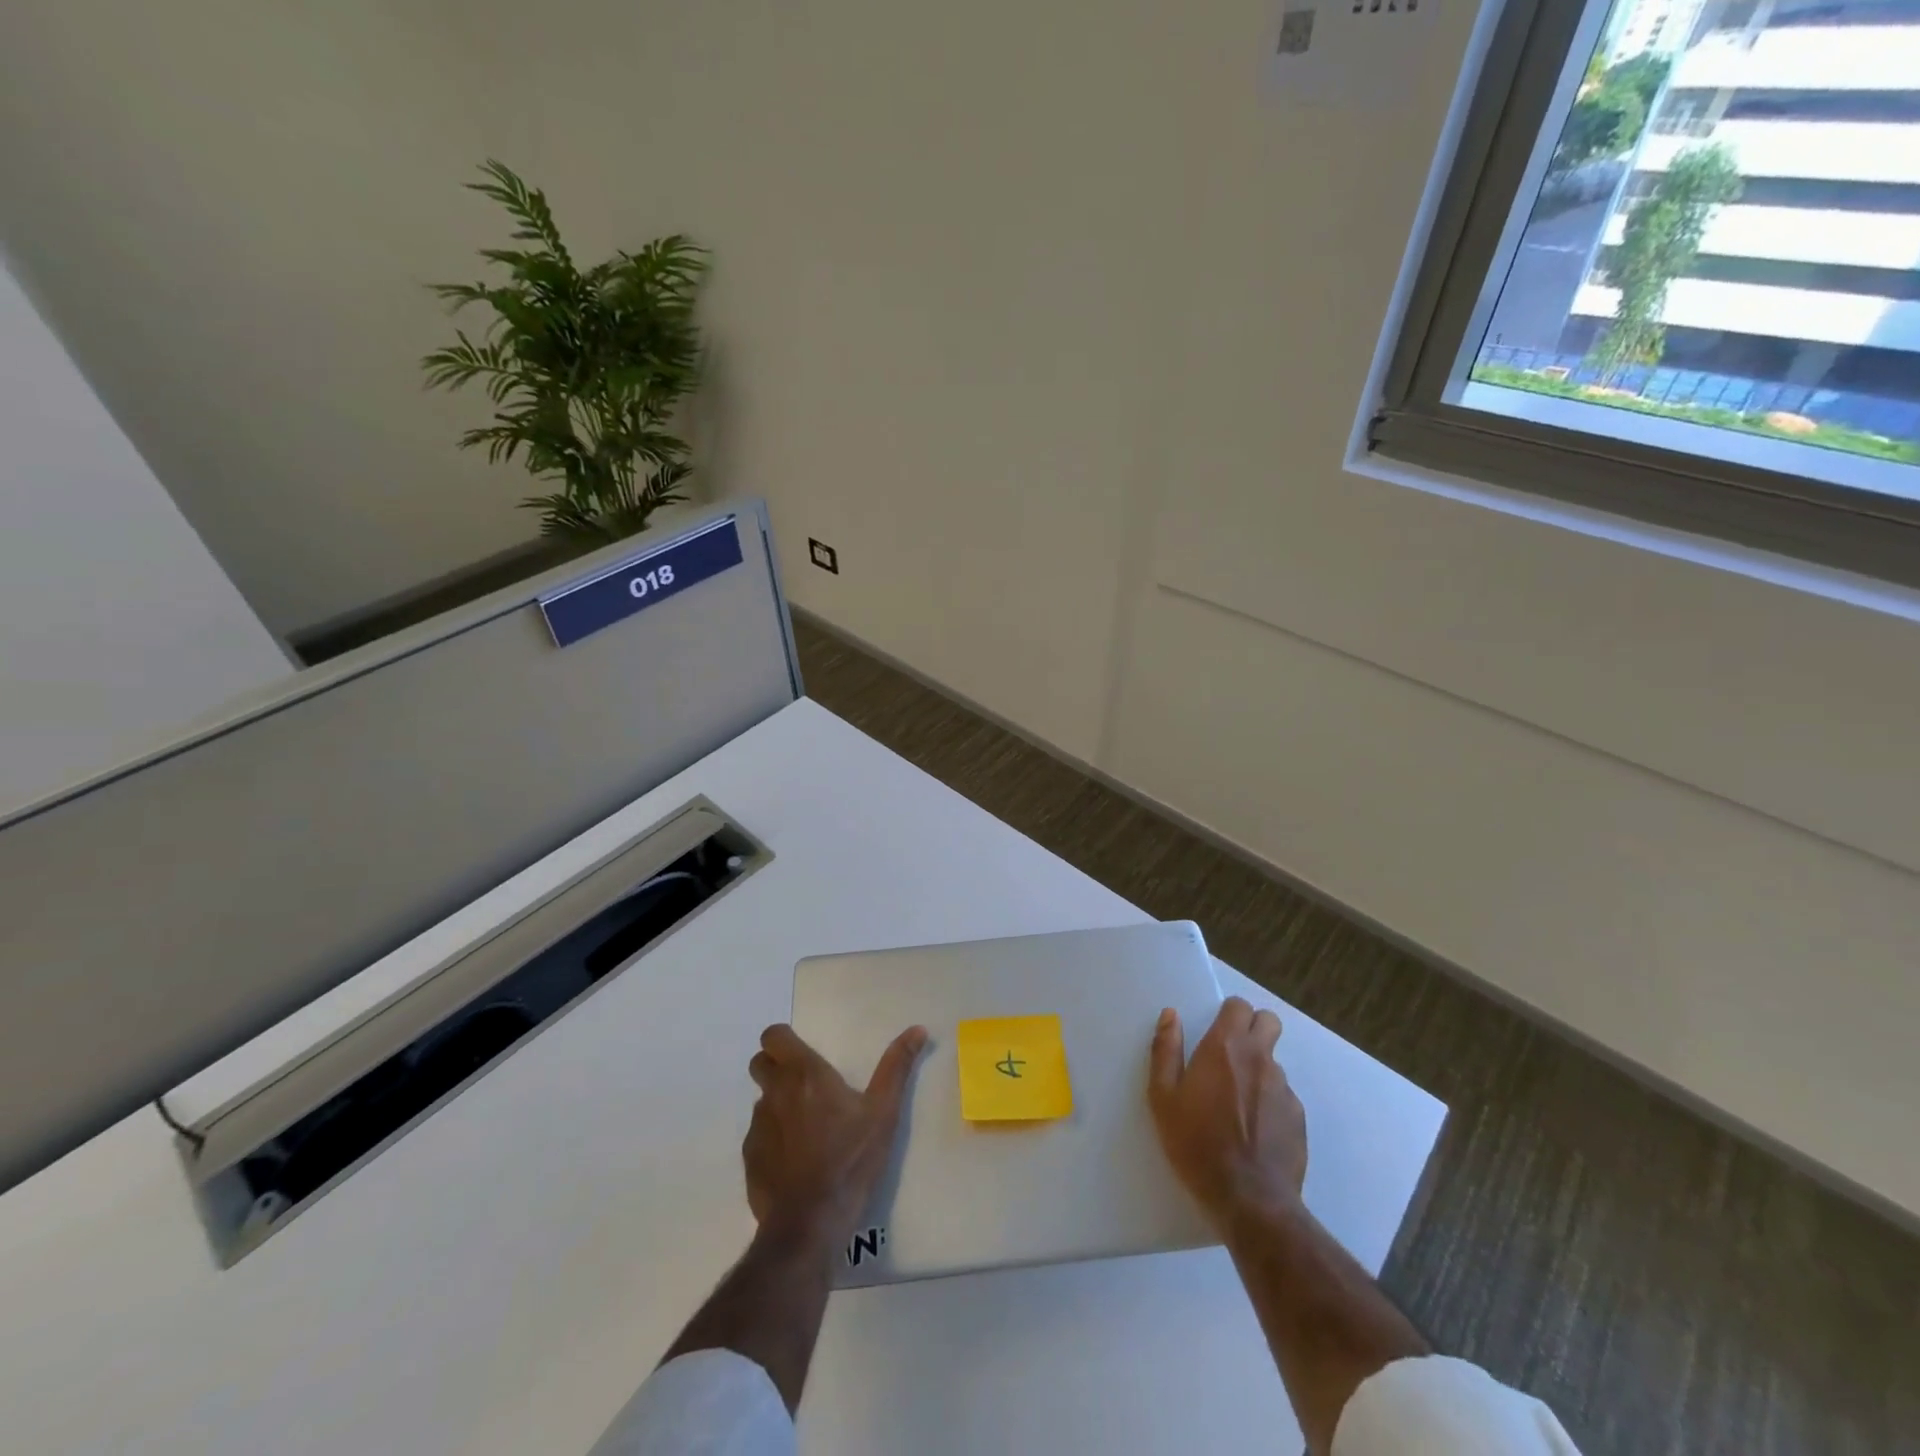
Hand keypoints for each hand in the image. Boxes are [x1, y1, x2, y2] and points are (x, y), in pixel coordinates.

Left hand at [744, 1022, 927, 1250]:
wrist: (811, 1223)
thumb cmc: (850, 1159)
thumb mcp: (883, 1111)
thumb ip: (897, 1066)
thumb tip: (917, 1029)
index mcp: (804, 1074)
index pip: (773, 1036)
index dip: (783, 1040)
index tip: (802, 1052)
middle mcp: (775, 1093)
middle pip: (760, 1063)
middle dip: (775, 1066)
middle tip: (805, 1084)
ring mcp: (758, 1127)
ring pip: (761, 1100)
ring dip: (778, 1103)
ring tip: (806, 1127)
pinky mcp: (750, 1159)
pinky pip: (759, 1135)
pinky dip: (774, 1138)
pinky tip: (796, 1160)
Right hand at [1148, 997, 1307, 1230]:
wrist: (1249, 1199)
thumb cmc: (1196, 1143)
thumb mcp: (1163, 1097)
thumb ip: (1166, 1050)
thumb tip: (1171, 1015)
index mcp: (1225, 1047)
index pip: (1239, 1006)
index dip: (1228, 1013)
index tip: (1215, 1031)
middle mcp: (1260, 1058)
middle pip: (1268, 1022)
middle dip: (1253, 1028)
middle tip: (1231, 1055)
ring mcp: (1284, 1088)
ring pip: (1273, 1062)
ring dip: (1258, 1070)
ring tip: (1237, 1103)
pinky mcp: (1298, 1117)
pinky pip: (1283, 1096)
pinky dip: (1269, 1103)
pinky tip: (1254, 1130)